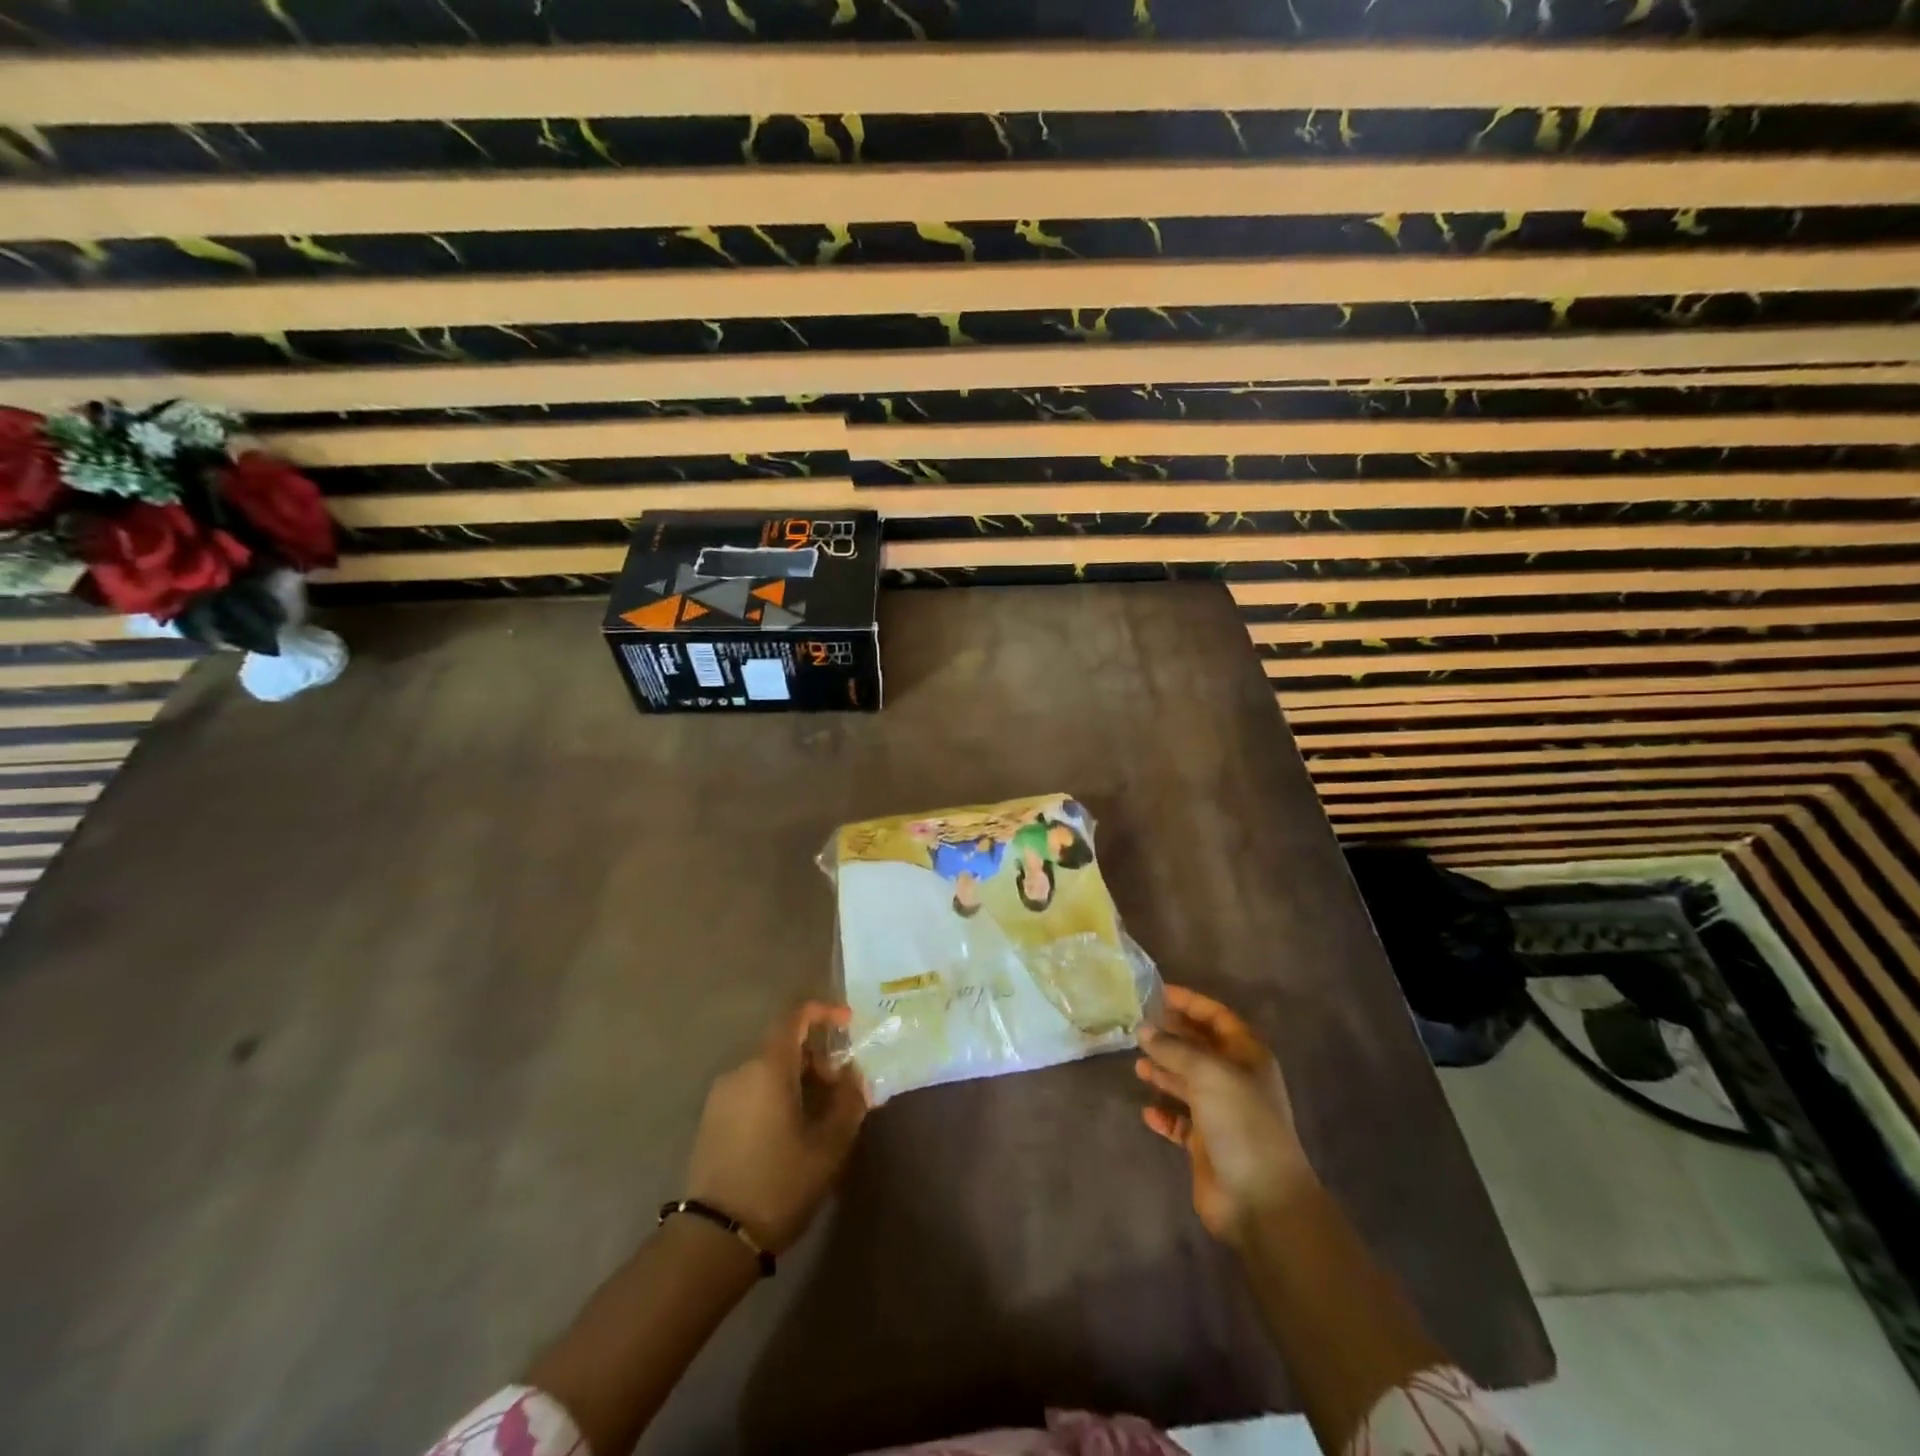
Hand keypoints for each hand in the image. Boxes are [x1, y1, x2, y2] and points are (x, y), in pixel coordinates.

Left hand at [685, 1002, 867, 1254]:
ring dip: (798, 1080)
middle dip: (817, 1058)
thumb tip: (855, 1077)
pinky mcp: (711, 1121)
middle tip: (841, 1089)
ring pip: (768, 1070)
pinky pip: (751, 1091)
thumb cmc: (778, 1183)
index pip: (795, 1016)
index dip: (824, 1012)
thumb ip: (848, 1103)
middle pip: (784, 1045)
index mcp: (768, 1067)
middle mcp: (740, 1071)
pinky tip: (792, 1131)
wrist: (713, 1239)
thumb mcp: (828, 1146)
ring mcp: (721, 1096)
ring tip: (820, 1116)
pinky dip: (776, 1095)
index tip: (849, 1024)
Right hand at [1136, 984, 1317, 1243]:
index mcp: (1247, 1056)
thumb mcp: (1208, 1074)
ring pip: (1188, 1082)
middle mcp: (1235, 1080)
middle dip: (1172, 1035)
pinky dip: (1164, 1114)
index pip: (1217, 1017)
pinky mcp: (1206, 1144)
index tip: (1158, 993)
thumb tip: (1143, 1029)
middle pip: (1200, 1047)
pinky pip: (1180, 1121)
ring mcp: (1222, 1113)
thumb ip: (1174, 1049)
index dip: (1190, 1002)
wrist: (1262, 1199)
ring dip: (1164, 1072)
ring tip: (1137, 1064)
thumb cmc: (1241, 1123)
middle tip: (1138, 1024)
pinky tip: (1147, 1110)